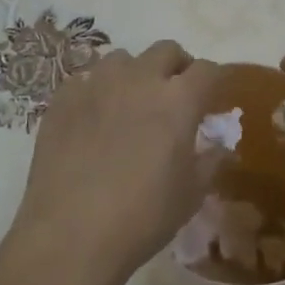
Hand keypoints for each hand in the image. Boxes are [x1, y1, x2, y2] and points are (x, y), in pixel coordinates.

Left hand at [12, 41, 222, 283]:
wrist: (71, 234)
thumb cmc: (143, 217)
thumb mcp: (191, 194)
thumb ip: (210, 161)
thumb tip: (220, 146)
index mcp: (177, 99)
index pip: (207, 70)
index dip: (214, 80)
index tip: (212, 98)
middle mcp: (139, 78)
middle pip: (166, 50)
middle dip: (176, 67)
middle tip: (174, 96)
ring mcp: (97, 83)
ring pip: (123, 59)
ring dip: (134, 74)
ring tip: (130, 104)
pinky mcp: (63, 97)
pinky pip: (86, 79)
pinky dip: (96, 91)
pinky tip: (93, 119)